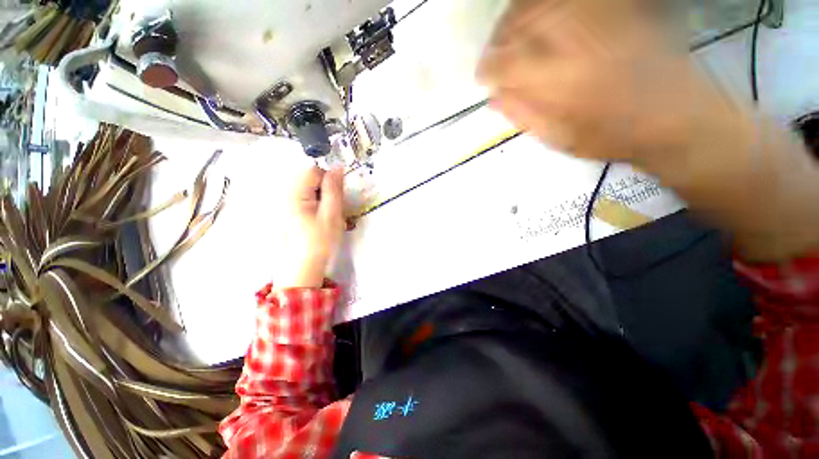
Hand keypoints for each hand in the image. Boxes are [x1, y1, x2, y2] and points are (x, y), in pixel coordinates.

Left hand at [278, 166, 345, 288]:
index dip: (328, 179)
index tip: (336, 196)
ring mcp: (282, 202)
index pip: (313, 169)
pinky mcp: (285, 210)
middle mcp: (284, 192)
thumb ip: (334, 189)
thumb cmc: (319, 241)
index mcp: (294, 192)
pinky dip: (313, 202)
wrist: (301, 266)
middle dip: (324, 188)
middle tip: (331, 208)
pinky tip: (316, 217)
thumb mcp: (331, 214)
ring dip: (320, 196)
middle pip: (308, 177)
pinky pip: (302, 197)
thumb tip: (338, 166)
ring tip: (325, 214)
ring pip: (307, 187)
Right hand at [478, 0, 718, 162]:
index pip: (506, 63)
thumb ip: (523, 115)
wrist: (675, 118)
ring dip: (519, 16)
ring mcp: (599, 20)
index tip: (483, 77)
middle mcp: (575, 42)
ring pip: (543, 3)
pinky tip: (542, 16)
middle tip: (494, 55)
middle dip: (500, 38)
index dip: (488, 69)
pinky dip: (548, 3)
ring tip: (513, 34)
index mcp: (558, 81)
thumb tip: (494, 97)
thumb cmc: (612, 137)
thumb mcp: (558, 138)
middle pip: (522, 23)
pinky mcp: (618, 10)